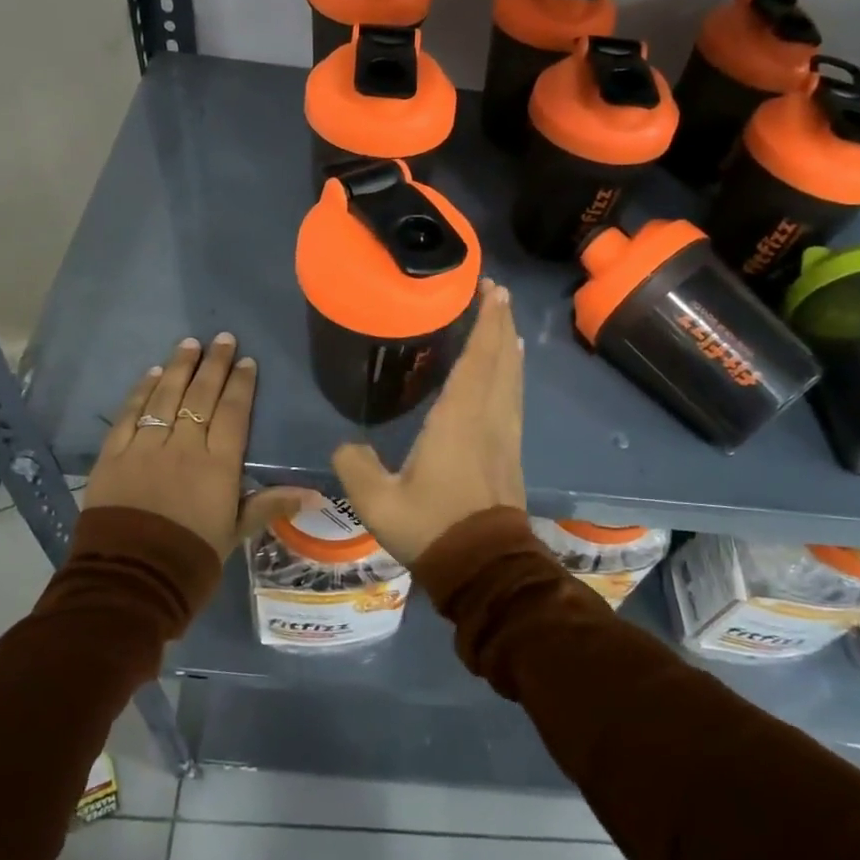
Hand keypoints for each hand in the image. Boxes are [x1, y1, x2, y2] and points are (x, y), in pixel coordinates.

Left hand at [86, 333, 320, 560]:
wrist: (130, 582)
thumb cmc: (191, 559)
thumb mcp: (235, 533)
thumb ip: (270, 505)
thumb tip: (316, 494)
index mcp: (218, 466)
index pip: (232, 413)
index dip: (240, 385)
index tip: (246, 361)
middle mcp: (184, 447)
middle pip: (200, 396)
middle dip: (213, 364)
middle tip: (221, 338)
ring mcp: (146, 448)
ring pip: (165, 397)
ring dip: (178, 368)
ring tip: (188, 343)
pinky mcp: (114, 456)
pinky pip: (129, 415)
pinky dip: (141, 392)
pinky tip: (152, 374)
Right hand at [332, 282, 525, 565]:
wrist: (485, 569)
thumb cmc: (433, 527)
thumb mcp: (379, 501)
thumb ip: (355, 466)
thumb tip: (345, 446)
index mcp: (460, 418)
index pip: (478, 358)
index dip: (486, 322)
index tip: (492, 290)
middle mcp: (489, 417)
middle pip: (501, 360)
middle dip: (501, 323)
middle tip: (498, 293)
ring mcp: (505, 435)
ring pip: (512, 378)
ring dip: (509, 347)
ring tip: (505, 324)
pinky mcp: (511, 453)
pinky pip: (513, 398)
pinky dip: (511, 374)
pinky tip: (508, 374)